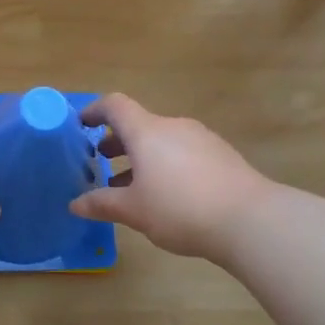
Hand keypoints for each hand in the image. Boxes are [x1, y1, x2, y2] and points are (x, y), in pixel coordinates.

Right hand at [70, 93, 273, 261]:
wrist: (249, 219)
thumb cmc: (180, 209)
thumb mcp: (134, 211)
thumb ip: (102, 204)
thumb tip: (75, 204)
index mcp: (147, 132)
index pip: (115, 106)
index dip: (94, 111)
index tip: (81, 126)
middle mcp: (174, 127)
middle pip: (139, 125)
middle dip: (117, 142)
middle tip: (101, 163)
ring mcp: (201, 139)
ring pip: (162, 141)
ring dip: (142, 157)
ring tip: (131, 186)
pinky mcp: (221, 155)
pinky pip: (183, 153)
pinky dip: (166, 165)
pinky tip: (167, 195)